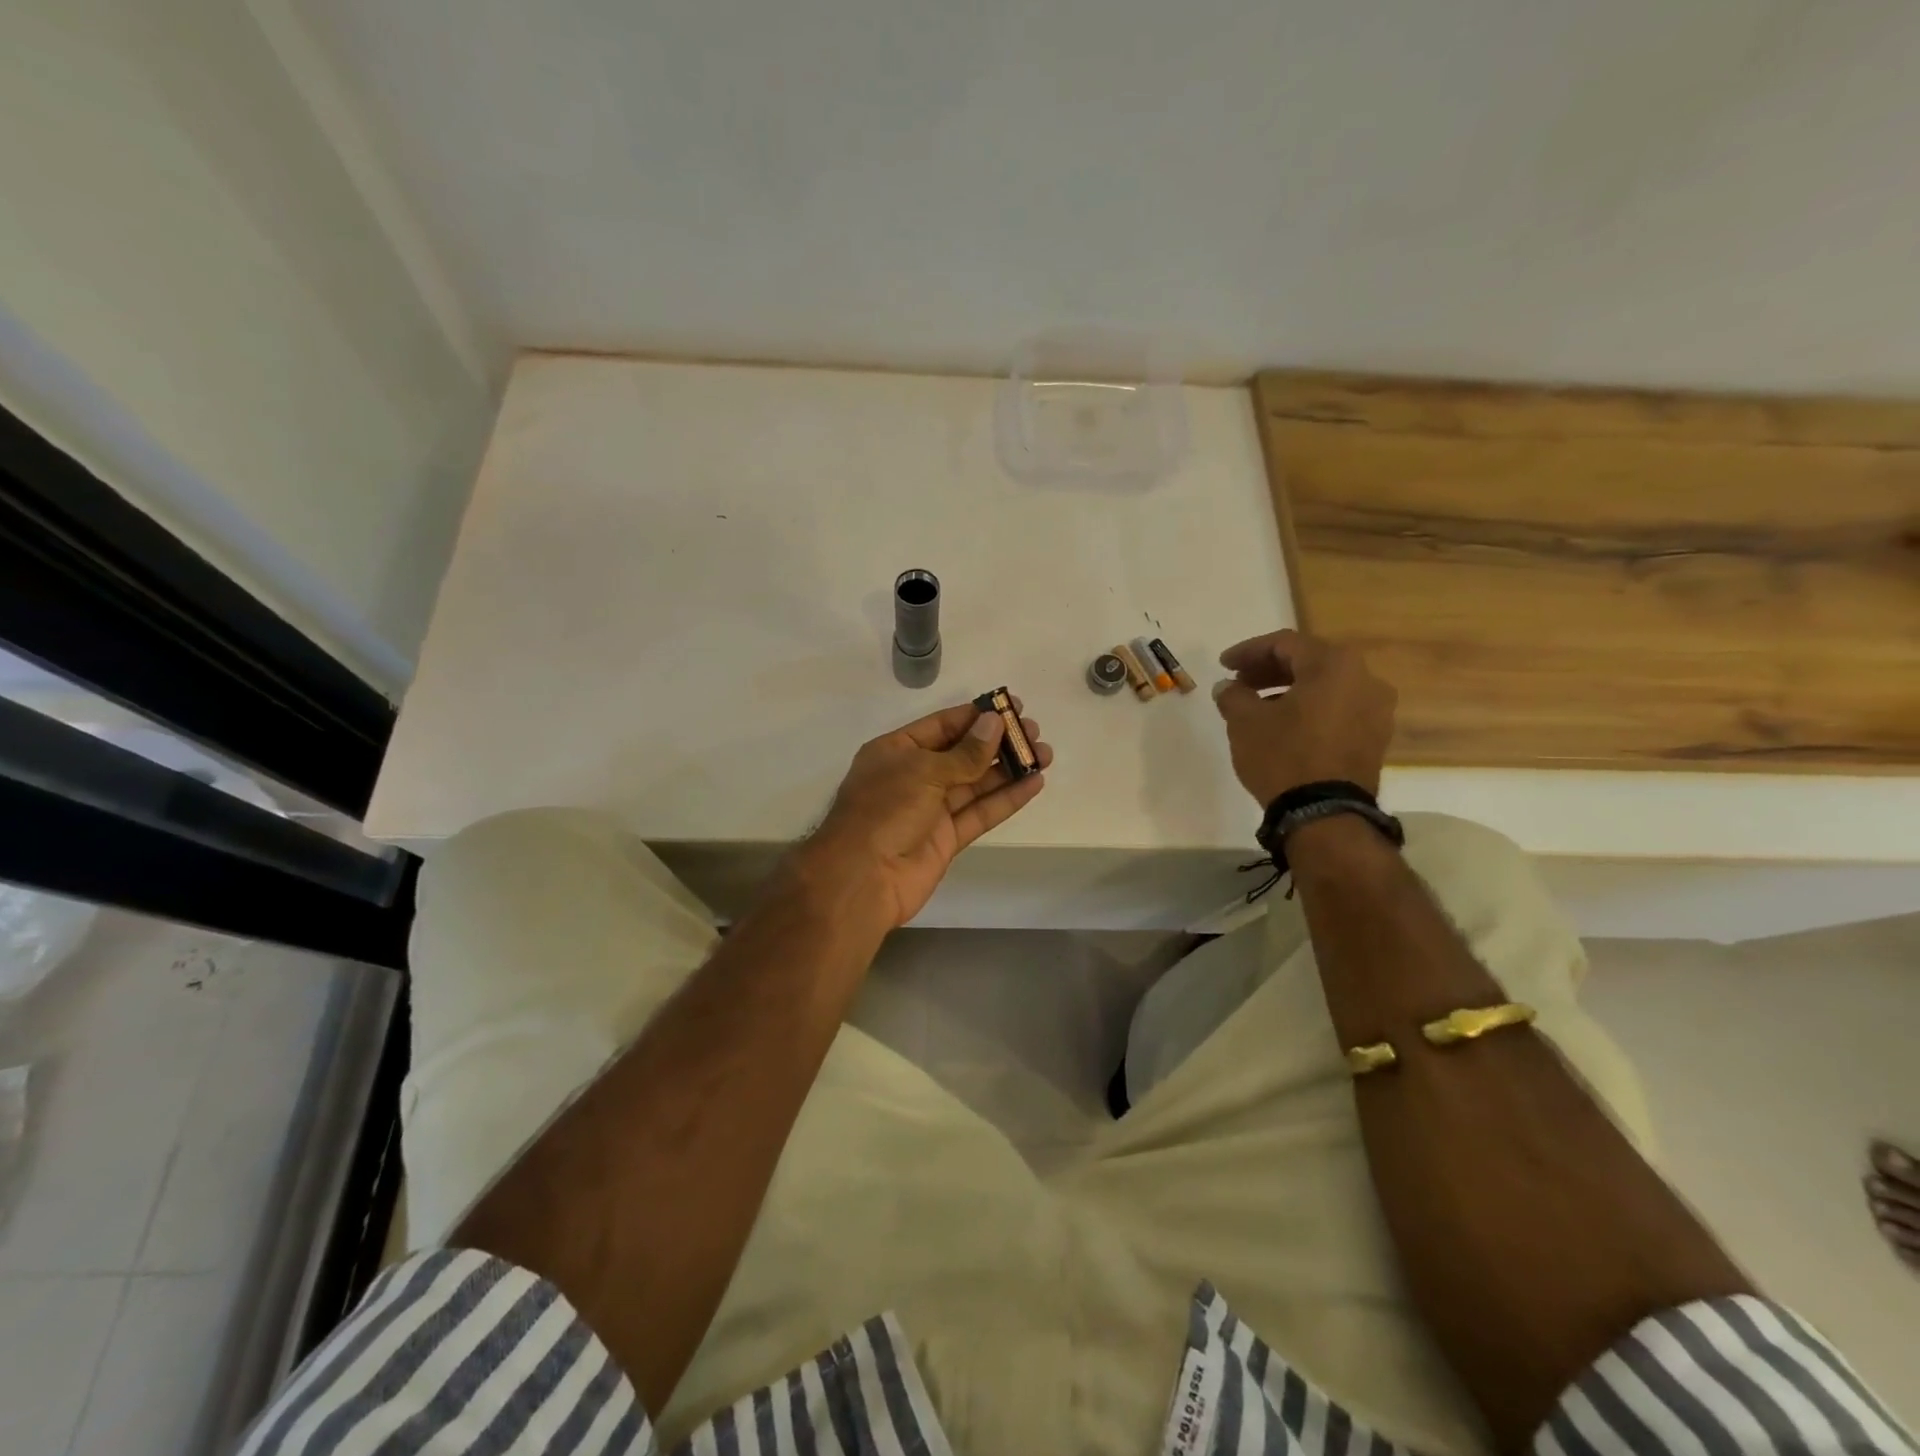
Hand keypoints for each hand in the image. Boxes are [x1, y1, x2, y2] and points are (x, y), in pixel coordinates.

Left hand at [797, 698, 1051, 928]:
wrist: (863, 878)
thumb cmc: (884, 811)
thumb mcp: (923, 772)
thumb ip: (965, 752)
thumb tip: (995, 723)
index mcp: (896, 751)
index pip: (942, 726)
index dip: (976, 717)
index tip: (1012, 708)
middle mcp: (914, 776)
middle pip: (963, 754)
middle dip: (998, 743)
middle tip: (1034, 733)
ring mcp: (931, 809)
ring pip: (975, 784)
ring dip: (1009, 769)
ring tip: (1044, 755)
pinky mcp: (946, 838)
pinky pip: (980, 813)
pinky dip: (1006, 799)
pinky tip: (1033, 784)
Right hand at [1212, 630, 1395, 803]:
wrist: (1325, 814)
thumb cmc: (1283, 756)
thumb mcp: (1245, 722)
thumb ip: (1234, 695)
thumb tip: (1228, 687)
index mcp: (1334, 665)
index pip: (1285, 643)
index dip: (1248, 651)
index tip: (1223, 666)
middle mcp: (1365, 678)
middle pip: (1309, 661)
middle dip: (1269, 670)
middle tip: (1239, 683)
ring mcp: (1376, 709)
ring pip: (1325, 686)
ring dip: (1289, 689)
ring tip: (1257, 707)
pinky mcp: (1376, 737)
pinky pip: (1338, 709)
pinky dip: (1309, 709)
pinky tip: (1284, 725)